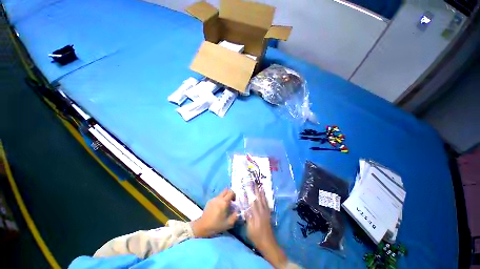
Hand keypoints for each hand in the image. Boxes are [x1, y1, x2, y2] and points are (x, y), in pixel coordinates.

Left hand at [191, 189, 237, 237]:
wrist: (203, 226)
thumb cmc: (216, 225)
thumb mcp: (229, 223)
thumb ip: (235, 216)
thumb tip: (238, 211)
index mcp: (224, 202)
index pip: (231, 192)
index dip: (234, 195)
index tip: (235, 201)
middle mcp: (219, 198)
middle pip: (226, 190)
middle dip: (230, 194)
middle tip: (231, 201)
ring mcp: (214, 199)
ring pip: (221, 193)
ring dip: (224, 196)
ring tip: (225, 205)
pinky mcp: (210, 201)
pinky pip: (217, 197)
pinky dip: (220, 199)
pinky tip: (219, 207)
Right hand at [246, 185, 287, 268]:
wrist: (269, 244)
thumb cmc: (257, 237)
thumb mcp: (250, 229)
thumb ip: (248, 217)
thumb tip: (244, 207)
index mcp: (256, 215)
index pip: (253, 201)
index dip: (250, 193)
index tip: (248, 186)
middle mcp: (262, 211)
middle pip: (259, 198)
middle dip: (256, 190)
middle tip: (254, 183)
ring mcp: (266, 212)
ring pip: (263, 200)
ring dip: (261, 192)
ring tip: (259, 186)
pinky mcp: (268, 214)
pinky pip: (267, 204)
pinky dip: (265, 198)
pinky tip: (264, 195)